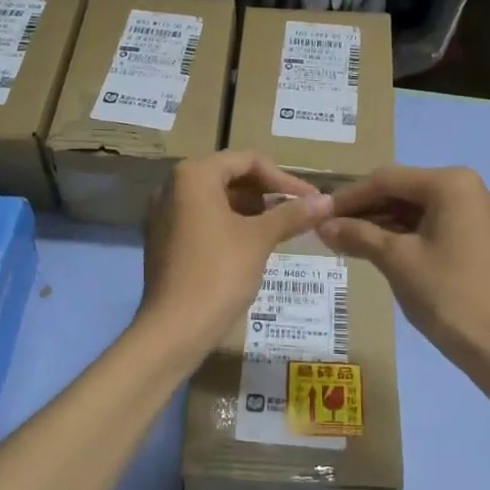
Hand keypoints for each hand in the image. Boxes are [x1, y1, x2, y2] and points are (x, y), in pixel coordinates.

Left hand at [137, 152, 332, 356]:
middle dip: (267, 194)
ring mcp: (163, 215)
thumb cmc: (219, 274)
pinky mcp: (163, 241)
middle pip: (230, 177)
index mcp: (194, 176)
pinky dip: (229, 225)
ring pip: (216, 200)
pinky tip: (253, 246)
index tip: (311, 199)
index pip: (247, 161)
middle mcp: (172, 187)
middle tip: (299, 213)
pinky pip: (202, 220)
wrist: (174, 329)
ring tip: (282, 229)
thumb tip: (327, 200)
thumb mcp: (260, 239)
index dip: (284, 179)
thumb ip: (292, 214)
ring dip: (251, 210)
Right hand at [318, 165, 489, 370]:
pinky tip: (366, 246)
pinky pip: (424, 223)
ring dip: (376, 222)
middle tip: (325, 228)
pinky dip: (396, 234)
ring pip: (410, 208)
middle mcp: (463, 187)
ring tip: (338, 239)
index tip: (316, 213)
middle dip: (362, 209)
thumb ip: (357, 234)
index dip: (348, 196)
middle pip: (399, 190)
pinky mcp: (469, 234)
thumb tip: (321, 225)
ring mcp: (469, 211)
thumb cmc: (445, 294)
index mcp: (450, 183)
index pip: (387, 180)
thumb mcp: (395, 260)